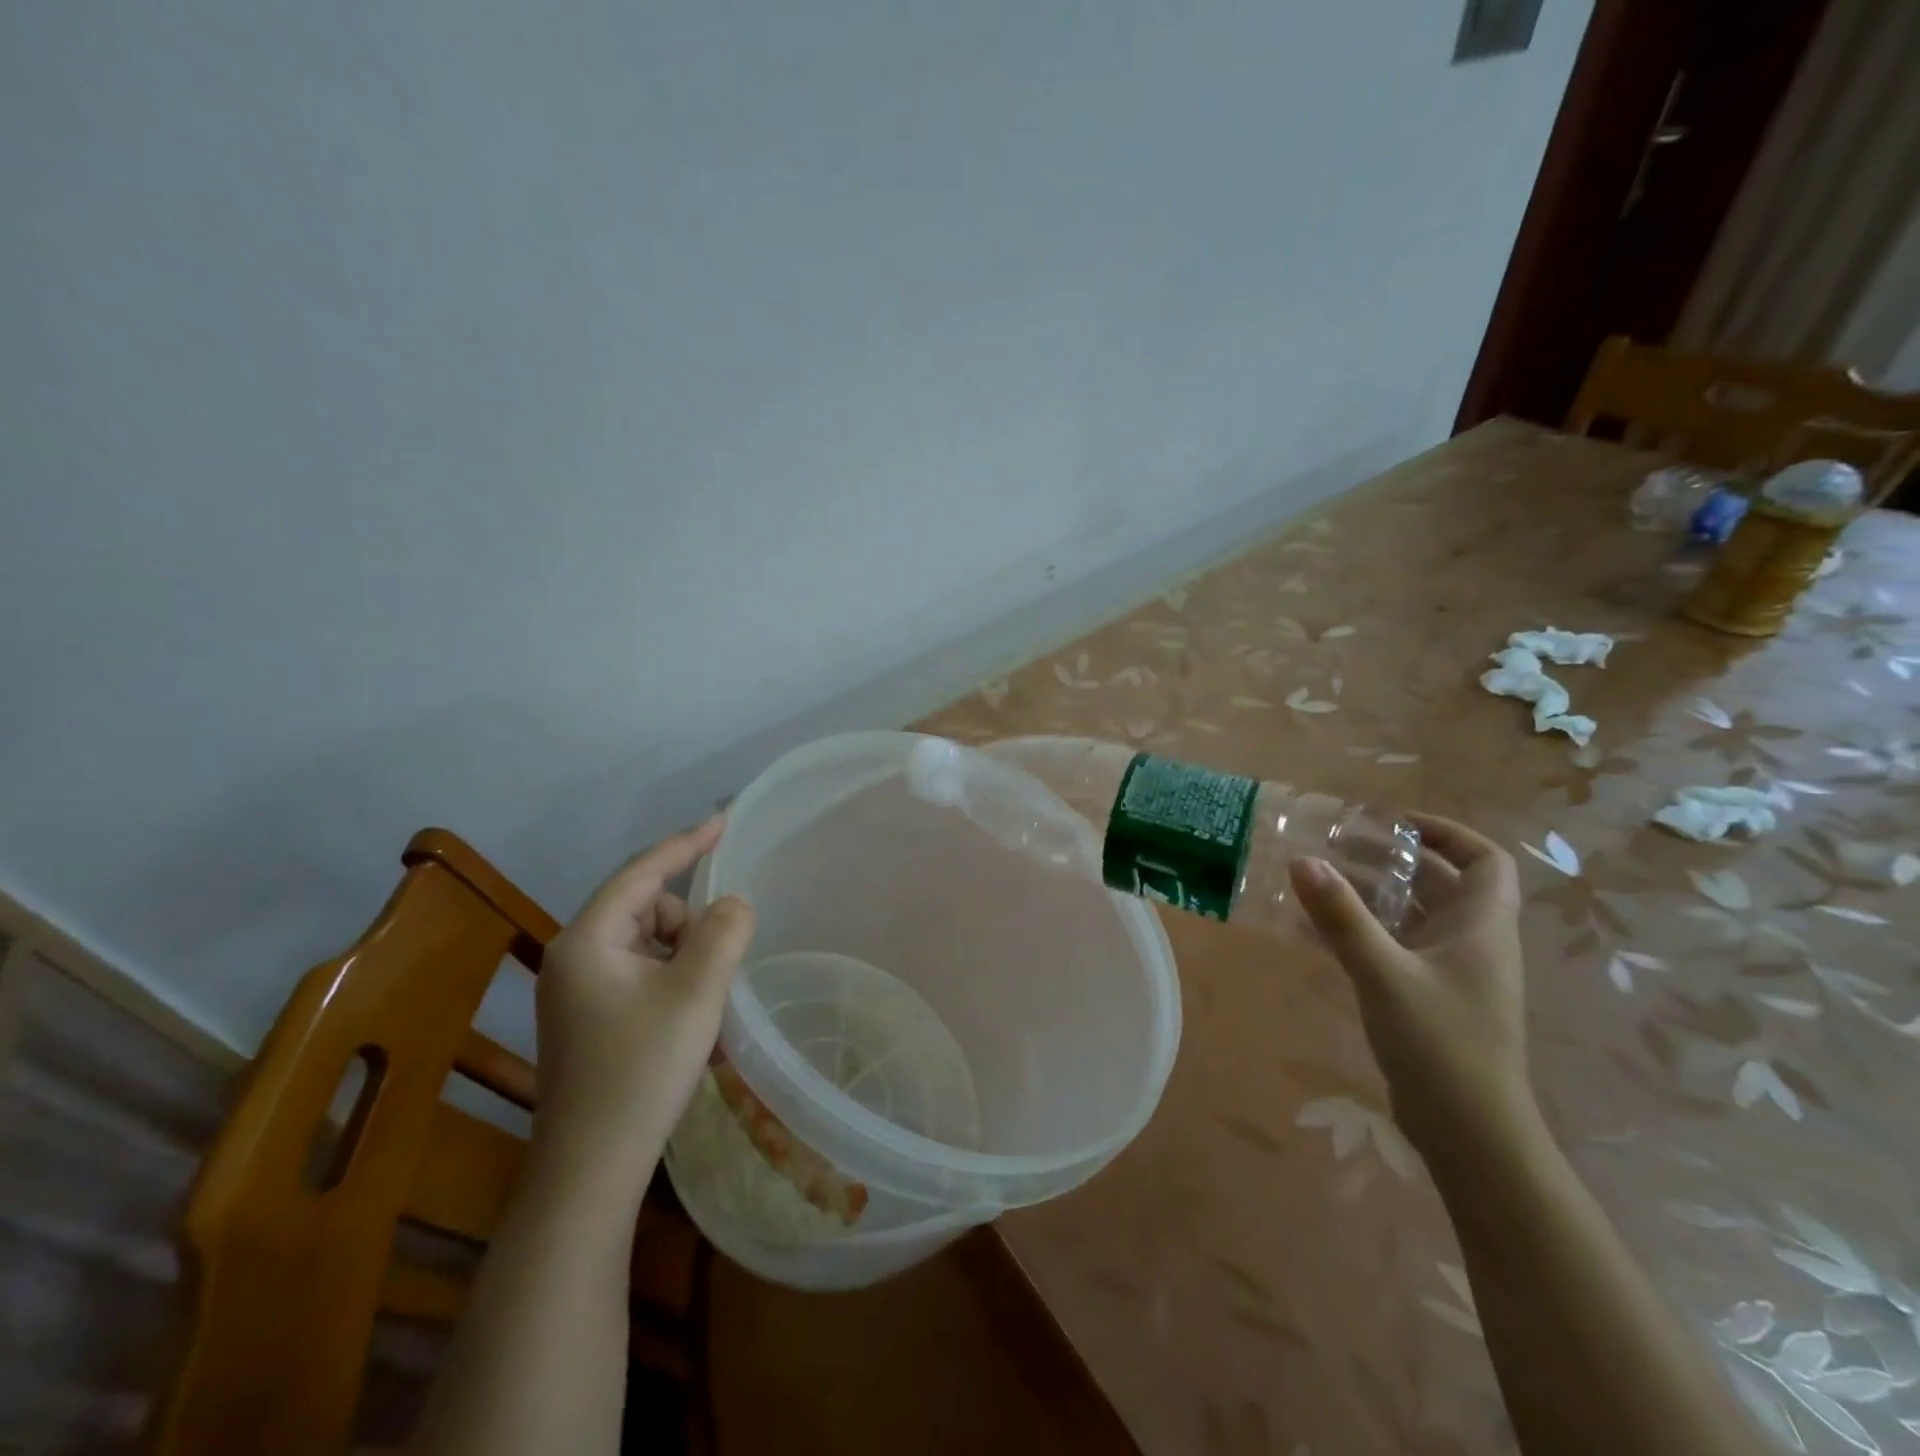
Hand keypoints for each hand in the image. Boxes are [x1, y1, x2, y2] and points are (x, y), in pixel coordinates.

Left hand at [533, 817, 755, 1194]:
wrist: (591, 1171)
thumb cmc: (642, 1070)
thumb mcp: (697, 992)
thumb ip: (724, 932)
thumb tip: (734, 905)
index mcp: (587, 940)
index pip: (642, 872)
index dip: (686, 843)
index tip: (723, 821)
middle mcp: (573, 958)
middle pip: (646, 910)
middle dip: (690, 925)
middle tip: (721, 963)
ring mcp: (576, 992)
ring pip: (647, 945)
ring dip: (686, 958)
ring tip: (708, 1003)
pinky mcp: (588, 1021)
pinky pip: (640, 976)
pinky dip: (672, 984)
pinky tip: (692, 1024)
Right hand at [1287, 813, 1533, 1169]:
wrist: (1470, 1134)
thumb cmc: (1440, 1044)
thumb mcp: (1384, 974)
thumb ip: (1342, 917)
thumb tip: (1302, 860)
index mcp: (1481, 927)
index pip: (1485, 860)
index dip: (1447, 833)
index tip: (1393, 824)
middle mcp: (1472, 943)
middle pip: (1441, 883)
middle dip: (1392, 860)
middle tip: (1338, 846)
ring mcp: (1452, 973)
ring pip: (1414, 916)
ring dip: (1372, 895)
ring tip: (1320, 881)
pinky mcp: (1430, 998)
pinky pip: (1396, 948)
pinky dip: (1363, 932)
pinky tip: (1317, 933)